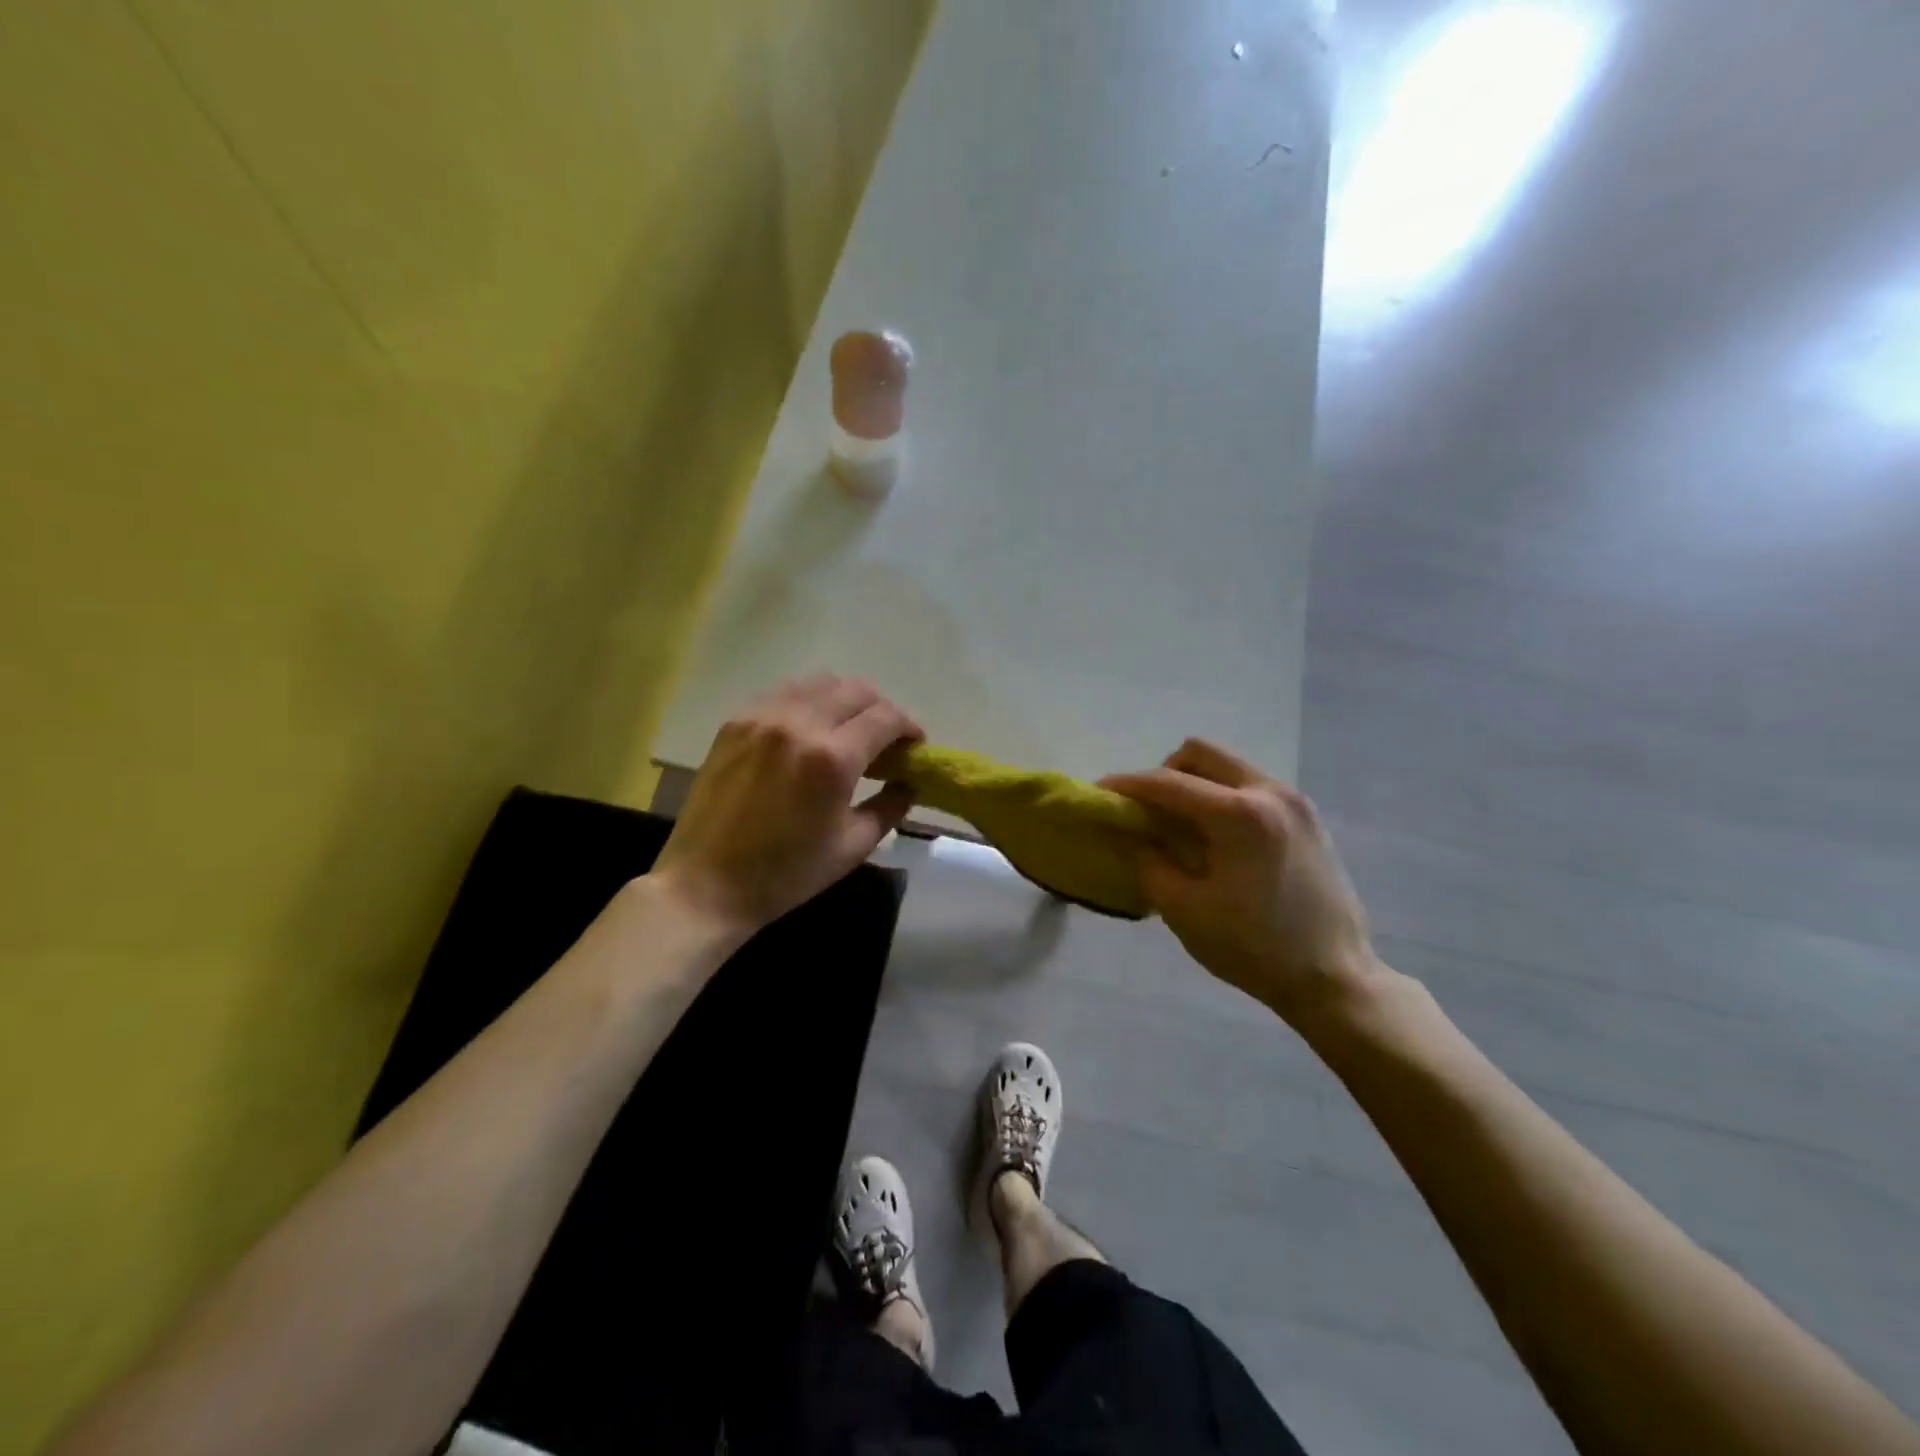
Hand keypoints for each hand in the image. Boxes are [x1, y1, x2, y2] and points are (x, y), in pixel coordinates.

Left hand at [651, 676, 921, 936]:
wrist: (706, 884)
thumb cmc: (786, 873)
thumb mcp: (853, 846)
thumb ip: (891, 806)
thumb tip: (910, 782)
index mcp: (833, 758)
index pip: (886, 717)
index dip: (909, 727)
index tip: (915, 745)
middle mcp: (799, 724)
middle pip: (856, 690)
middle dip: (880, 709)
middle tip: (884, 739)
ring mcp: (762, 717)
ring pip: (819, 683)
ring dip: (844, 700)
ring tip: (847, 730)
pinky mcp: (736, 722)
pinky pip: (784, 694)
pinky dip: (808, 703)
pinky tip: (808, 730)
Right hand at [1101, 741, 1376, 1023]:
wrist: (1334, 978)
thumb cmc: (1253, 948)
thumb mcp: (1184, 910)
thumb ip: (1148, 861)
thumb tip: (1130, 834)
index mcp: (1238, 815)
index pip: (1167, 783)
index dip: (1126, 785)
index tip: (1098, 792)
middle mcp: (1269, 792)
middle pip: (1200, 753)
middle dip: (1163, 774)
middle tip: (1147, 810)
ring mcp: (1294, 801)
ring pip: (1228, 766)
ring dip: (1195, 783)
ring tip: (1181, 825)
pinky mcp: (1307, 816)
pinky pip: (1251, 786)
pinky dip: (1223, 796)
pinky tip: (1217, 838)